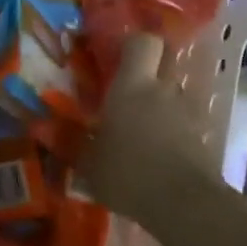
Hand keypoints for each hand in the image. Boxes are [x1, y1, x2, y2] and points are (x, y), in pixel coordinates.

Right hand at [81, 34, 219, 224]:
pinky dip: (174, 130)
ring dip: (161, 104)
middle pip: (164, 61)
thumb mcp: (88, 163)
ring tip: (144, 131)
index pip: (142, 42)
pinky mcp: (205, 134)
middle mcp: (163, 89)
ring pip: (174, 93)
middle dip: (149, 70)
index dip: (132, 44)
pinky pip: (186, 121)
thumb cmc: (128, 174)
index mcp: (132, 86)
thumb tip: (42, 128)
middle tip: (129, 91)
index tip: (117, 56)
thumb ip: (70, 142)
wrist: (185, 204)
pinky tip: (160, 154)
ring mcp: (189, 111)